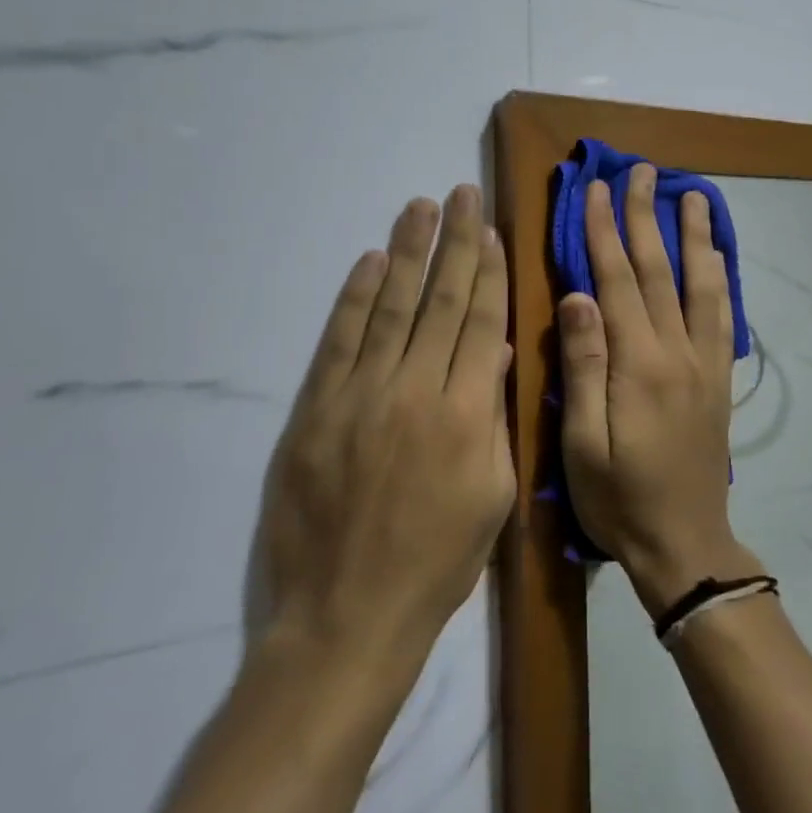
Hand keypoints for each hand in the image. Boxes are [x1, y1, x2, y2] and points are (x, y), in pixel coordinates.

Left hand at [256, 184, 513, 666]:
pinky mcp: (315, 410)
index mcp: (466, 415)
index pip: (480, 323)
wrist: (346, 618)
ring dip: (406, 252)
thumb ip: (494, 419)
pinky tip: (370, 261)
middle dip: (454, 243)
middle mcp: (415, 392)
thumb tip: (496, 354)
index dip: (487, 273)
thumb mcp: (492, 497)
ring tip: (419, 207)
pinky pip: (339, 341)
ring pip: (390, 307)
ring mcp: (360, 397)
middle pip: (439, 302)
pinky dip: (354, 297)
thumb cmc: (436, 564)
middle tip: (460, 194)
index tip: (490, 230)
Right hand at [558, 166, 758, 615]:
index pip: (616, 281)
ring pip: (701, 284)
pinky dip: (720, 276)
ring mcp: (705, 363)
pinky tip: (716, 255)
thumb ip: (583, 366)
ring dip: (694, 236)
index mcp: (638, 365)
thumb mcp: (582, 444)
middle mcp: (678, 352)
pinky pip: (723, 314)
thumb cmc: (619, 499)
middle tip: (642, 171)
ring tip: (692, 195)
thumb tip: (577, 296)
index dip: (603, 232)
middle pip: (659, 271)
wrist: (685, 543)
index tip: (596, 191)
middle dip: (646, 217)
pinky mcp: (719, 378)